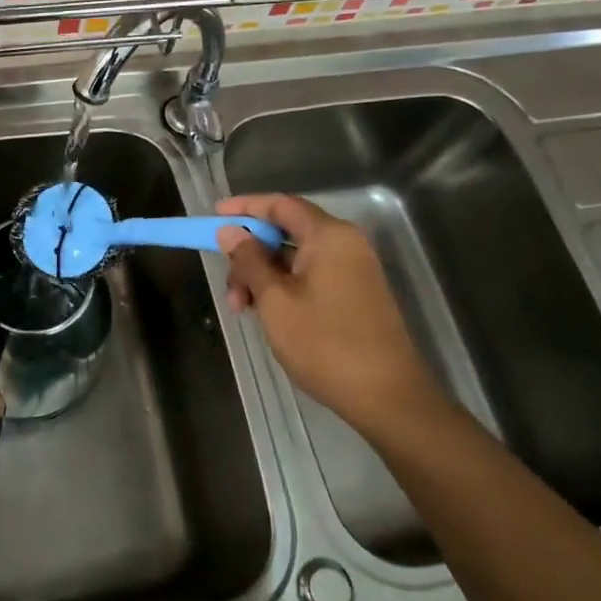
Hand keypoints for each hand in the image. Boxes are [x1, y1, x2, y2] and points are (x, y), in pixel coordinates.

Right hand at [216, 194, 446, 437]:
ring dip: (263, 276)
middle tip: (229, 289)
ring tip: (243, 311)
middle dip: (250, 254)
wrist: (386, 395)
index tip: (214, 216)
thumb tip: (229, 232)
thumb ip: (250, 261)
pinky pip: (311, 276)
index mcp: (329, 236)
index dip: (244, 207)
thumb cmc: (325, 344)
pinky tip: (267, 314)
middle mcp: (345, 244)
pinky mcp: (356, 294)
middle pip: (286, 231)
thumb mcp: (275, 301)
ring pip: (296, 258)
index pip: (280, 204)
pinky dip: (283, 287)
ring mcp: (354, 270)